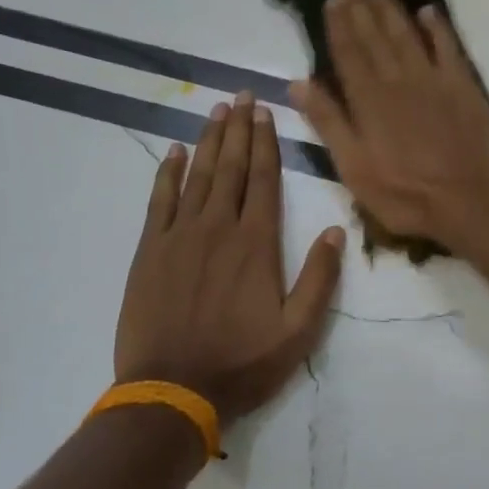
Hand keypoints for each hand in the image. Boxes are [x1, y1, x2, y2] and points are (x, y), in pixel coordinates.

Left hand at [115, 94, 345, 424]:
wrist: (172, 392)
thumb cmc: (241, 362)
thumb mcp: (298, 331)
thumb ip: (320, 278)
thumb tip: (337, 231)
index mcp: (256, 244)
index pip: (263, 180)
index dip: (265, 143)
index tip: (265, 113)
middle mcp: (218, 228)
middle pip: (230, 167)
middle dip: (238, 129)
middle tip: (241, 96)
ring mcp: (179, 236)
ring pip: (197, 176)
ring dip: (208, 141)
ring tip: (216, 111)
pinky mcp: (150, 251)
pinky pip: (159, 201)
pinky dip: (168, 174)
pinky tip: (174, 152)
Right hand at [289, 0, 488, 251]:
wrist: (469, 202)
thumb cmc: (405, 193)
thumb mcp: (354, 168)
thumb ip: (328, 123)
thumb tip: (298, 83)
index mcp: (369, 100)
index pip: (349, 53)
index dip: (339, 25)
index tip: (332, 0)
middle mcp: (398, 80)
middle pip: (376, 37)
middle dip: (361, 8)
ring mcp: (433, 80)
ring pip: (407, 35)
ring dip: (392, 10)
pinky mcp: (463, 86)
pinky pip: (448, 47)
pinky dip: (437, 28)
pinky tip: (428, 12)